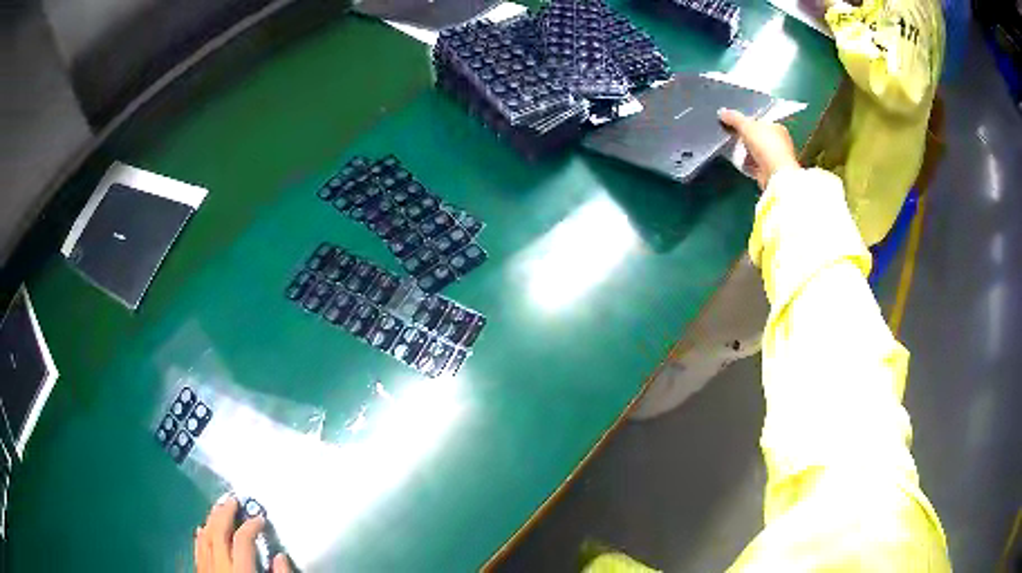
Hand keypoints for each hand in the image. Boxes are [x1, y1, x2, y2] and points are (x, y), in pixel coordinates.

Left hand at [194, 497, 291, 572]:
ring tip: (218, 507)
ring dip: (211, 520)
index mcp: (239, 571)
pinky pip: (197, 551)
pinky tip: (201, 528)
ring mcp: (207, 569)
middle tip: (233, 499)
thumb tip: (280, 557)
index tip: (261, 518)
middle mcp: (219, 566)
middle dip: (225, 514)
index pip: (243, 540)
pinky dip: (200, 538)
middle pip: (218, 533)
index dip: (251, 526)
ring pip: (205, 539)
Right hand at [718, 108, 799, 190]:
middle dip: (747, 139)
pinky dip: (750, 164)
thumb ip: (734, 118)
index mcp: (778, 128)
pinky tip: (742, 164)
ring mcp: (777, 158)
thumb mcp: (746, 126)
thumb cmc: (765, 145)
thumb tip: (721, 112)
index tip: (737, 126)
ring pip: (758, 152)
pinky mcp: (772, 172)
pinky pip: (757, 165)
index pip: (761, 122)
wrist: (776, 174)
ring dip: (747, 153)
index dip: (749, 123)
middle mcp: (780, 142)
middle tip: (734, 138)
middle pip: (759, 137)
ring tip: (736, 152)